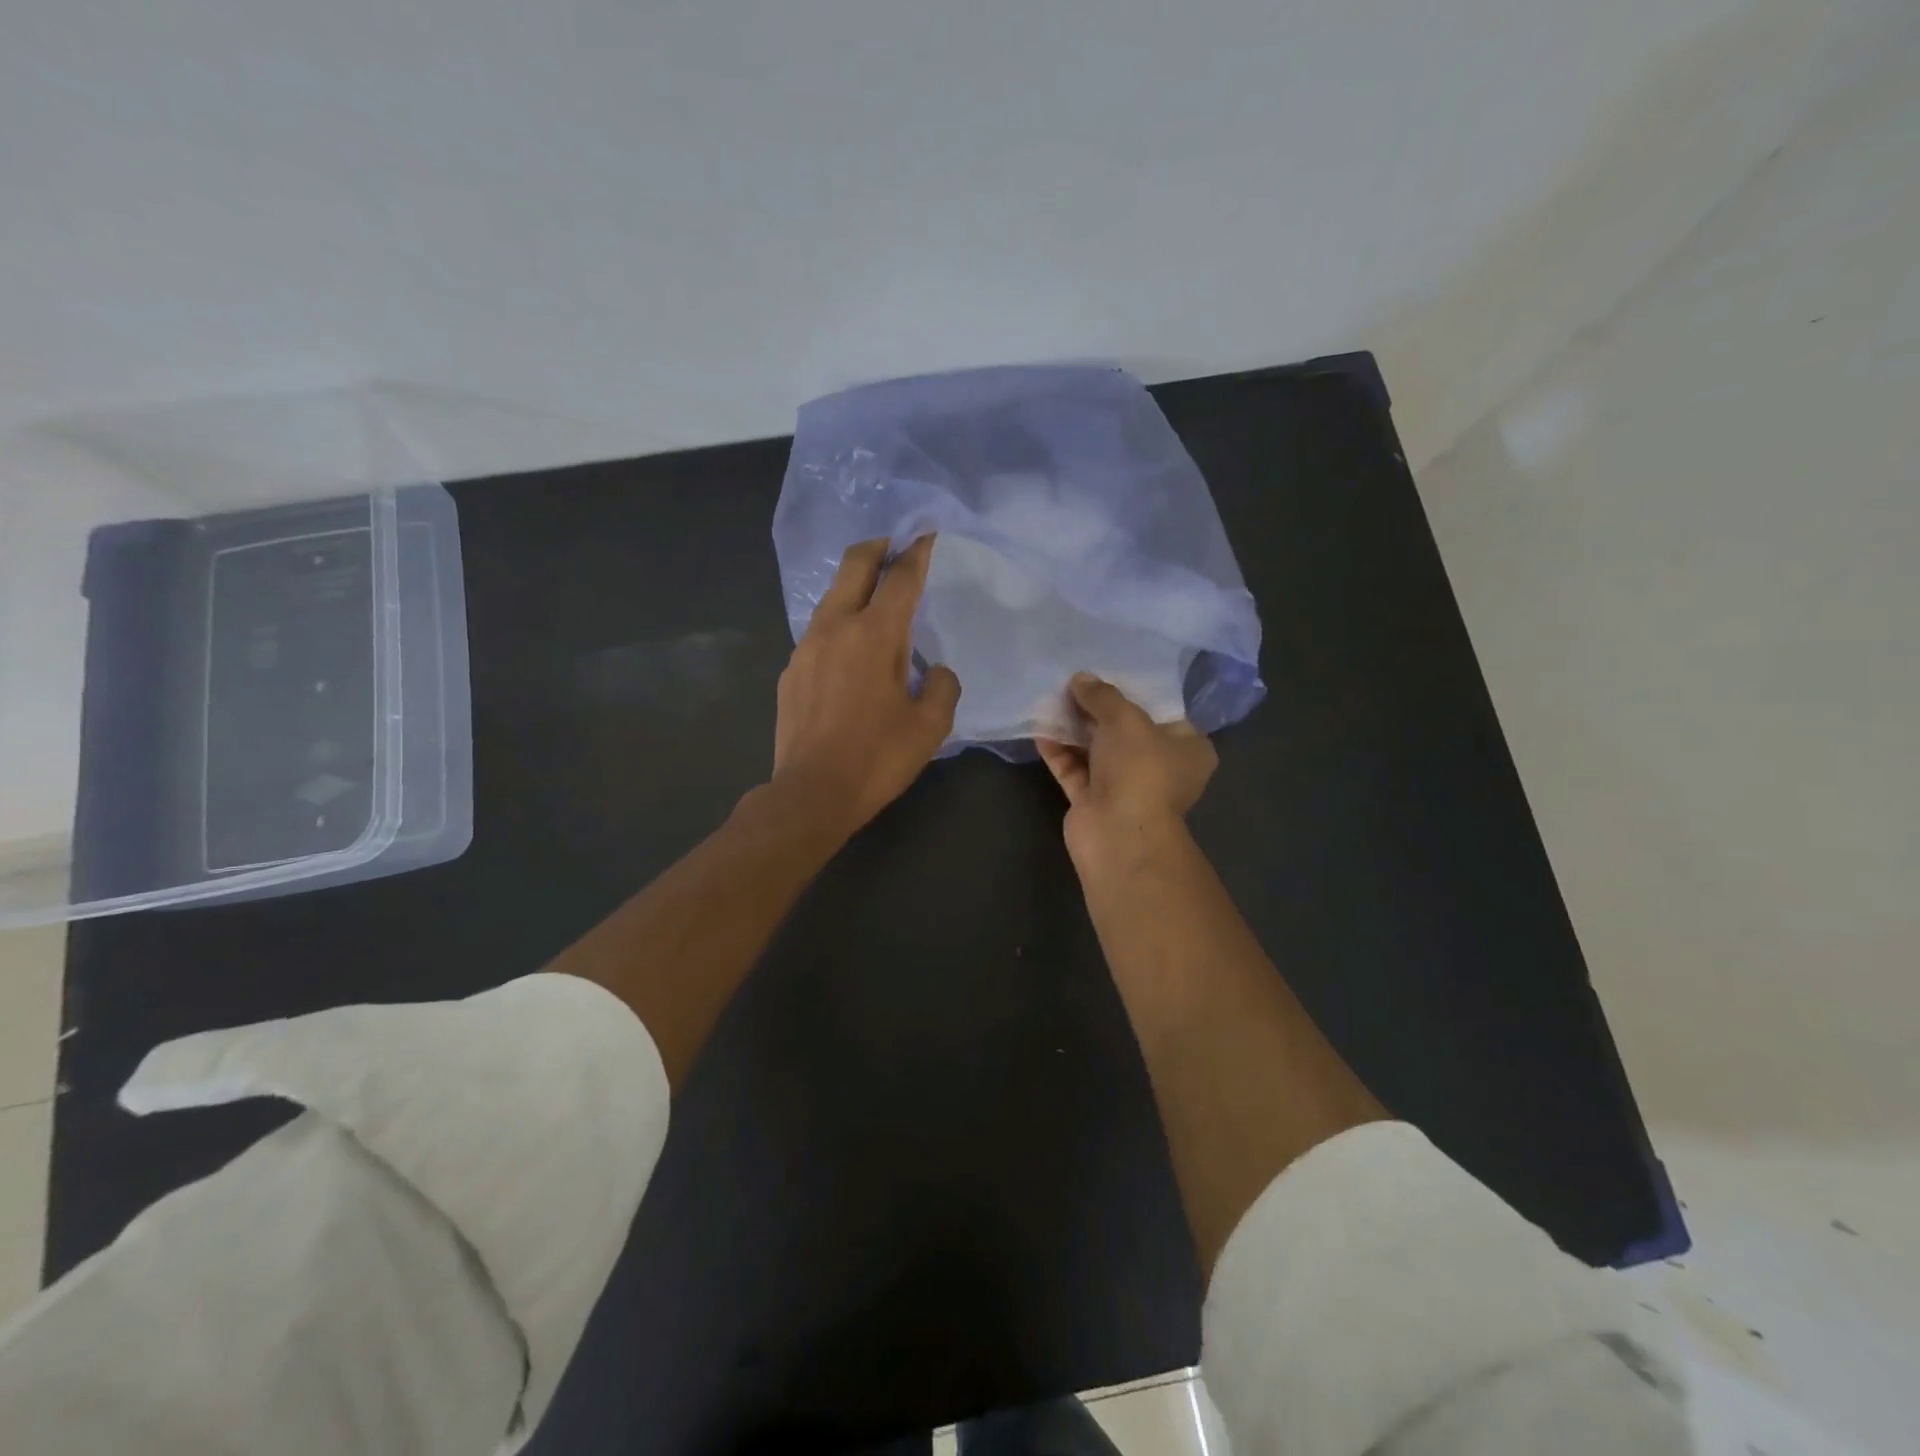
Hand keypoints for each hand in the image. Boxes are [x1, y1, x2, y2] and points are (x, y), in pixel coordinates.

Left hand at [771, 535, 960, 835]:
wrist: (812, 793)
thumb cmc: (877, 758)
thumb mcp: (930, 726)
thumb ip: (942, 687)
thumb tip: (936, 671)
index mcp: (876, 634)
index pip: (901, 577)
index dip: (917, 552)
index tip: (927, 536)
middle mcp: (836, 627)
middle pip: (854, 565)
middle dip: (878, 547)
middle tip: (896, 546)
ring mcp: (806, 647)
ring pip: (832, 597)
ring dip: (855, 587)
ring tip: (876, 602)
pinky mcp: (791, 670)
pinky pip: (820, 632)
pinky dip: (840, 625)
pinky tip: (852, 654)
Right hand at [1036, 674, 1217, 873]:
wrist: (1118, 834)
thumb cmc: (1140, 769)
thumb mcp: (1125, 718)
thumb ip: (1102, 696)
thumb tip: (1080, 679)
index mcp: (1188, 749)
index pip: (1165, 714)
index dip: (1138, 694)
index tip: (1112, 675)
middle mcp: (1160, 768)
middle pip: (1126, 731)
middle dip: (1099, 709)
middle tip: (1074, 682)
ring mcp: (1125, 787)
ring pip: (1097, 750)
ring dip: (1075, 729)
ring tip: (1051, 698)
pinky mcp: (1094, 801)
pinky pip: (1074, 769)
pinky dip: (1059, 751)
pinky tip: (1040, 728)